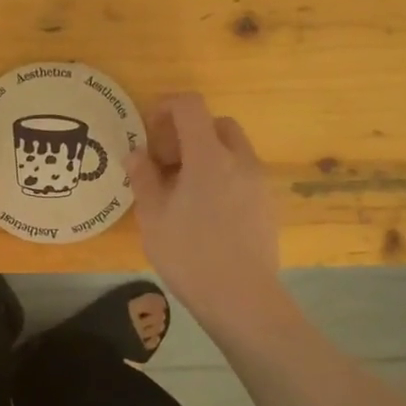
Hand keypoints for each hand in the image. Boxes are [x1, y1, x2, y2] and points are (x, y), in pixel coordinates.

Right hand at [125, 94, 282, 329]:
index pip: (191, 106)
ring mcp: (259, 183)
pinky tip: (206, 211)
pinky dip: (223, 176)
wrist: (242, 299)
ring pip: (233, 150)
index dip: (167, 106)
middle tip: (167, 161)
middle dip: (190, 131)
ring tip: (184, 189)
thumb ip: (143, 177)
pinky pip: (243, 175)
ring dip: (207, 154)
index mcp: (209, 156)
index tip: (149, 127)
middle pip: (217, 124)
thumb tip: (137, 154)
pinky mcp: (268, 205)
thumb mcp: (153, 216)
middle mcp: (240, 160)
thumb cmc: (190, 254)